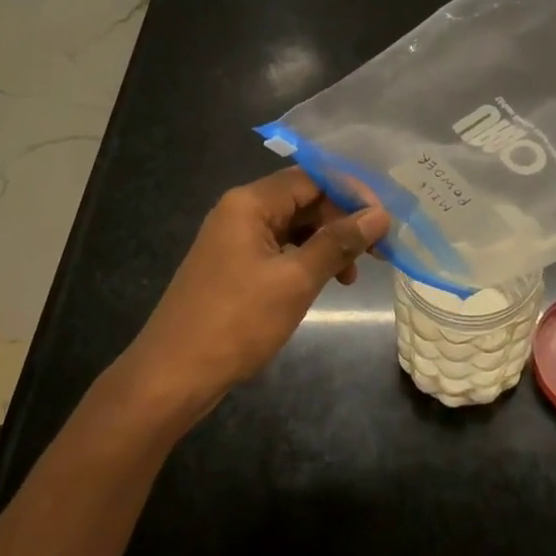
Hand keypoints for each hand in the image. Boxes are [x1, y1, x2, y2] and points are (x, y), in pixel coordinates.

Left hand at [120, 167, 389, 417]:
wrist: (171, 378)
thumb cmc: (236, 322)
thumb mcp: (295, 281)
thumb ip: (338, 243)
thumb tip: (379, 214)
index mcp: (250, 203)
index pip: (312, 178)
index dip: (351, 194)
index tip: (384, 220)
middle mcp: (240, 211)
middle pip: (303, 200)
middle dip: (342, 221)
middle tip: (377, 252)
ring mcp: (234, 239)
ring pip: (293, 227)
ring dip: (327, 244)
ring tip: (352, 276)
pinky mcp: (233, 266)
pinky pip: (279, 249)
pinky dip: (305, 261)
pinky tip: (324, 283)